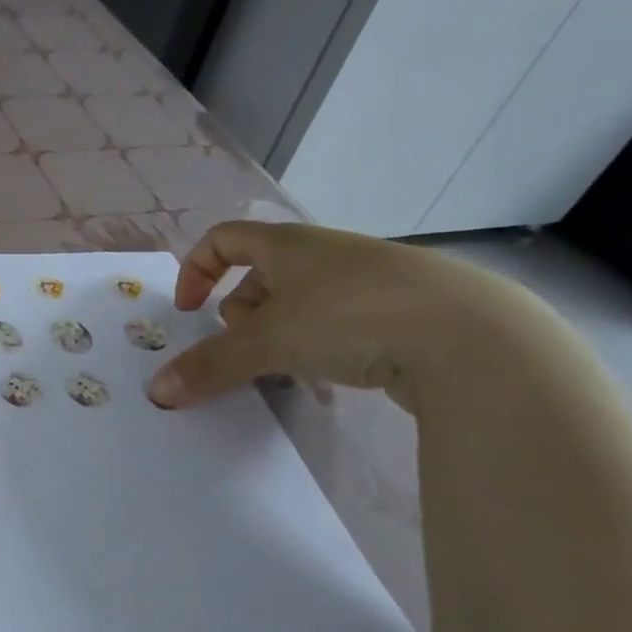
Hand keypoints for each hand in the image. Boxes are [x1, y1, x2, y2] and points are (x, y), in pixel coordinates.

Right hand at [145, 221, 521, 412]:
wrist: (474, 337)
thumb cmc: (351, 316)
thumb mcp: (268, 341)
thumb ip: (210, 365)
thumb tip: (157, 392)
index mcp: (290, 244)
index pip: (224, 239)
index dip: (197, 271)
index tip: (190, 310)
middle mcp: (327, 255)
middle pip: (262, 277)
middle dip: (242, 315)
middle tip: (245, 349)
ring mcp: (369, 282)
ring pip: (302, 304)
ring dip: (281, 335)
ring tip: (288, 370)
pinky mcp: (405, 313)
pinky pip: (342, 325)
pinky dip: (323, 348)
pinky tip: (333, 380)